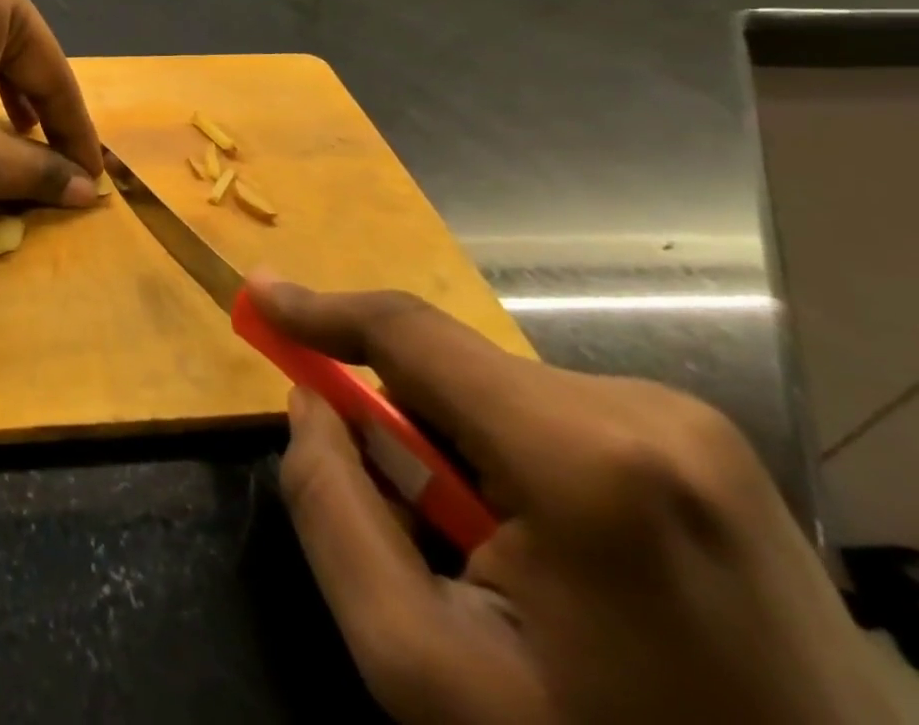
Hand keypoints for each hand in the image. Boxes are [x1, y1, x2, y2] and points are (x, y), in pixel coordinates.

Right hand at [253, 281, 895, 724]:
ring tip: (498, 563)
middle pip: (452, 374)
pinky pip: (553, 420)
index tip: (255, 297)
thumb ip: (333, 515)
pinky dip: (514, 463)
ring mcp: (693, 430)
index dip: (318, 309)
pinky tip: (559, 561)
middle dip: (403, 428)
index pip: (409, 335)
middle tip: (415, 525)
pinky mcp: (712, 452)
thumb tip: (310, 404)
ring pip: (498, 396)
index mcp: (586, 458)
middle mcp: (647, 412)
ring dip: (459, 452)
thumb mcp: (425, 670)